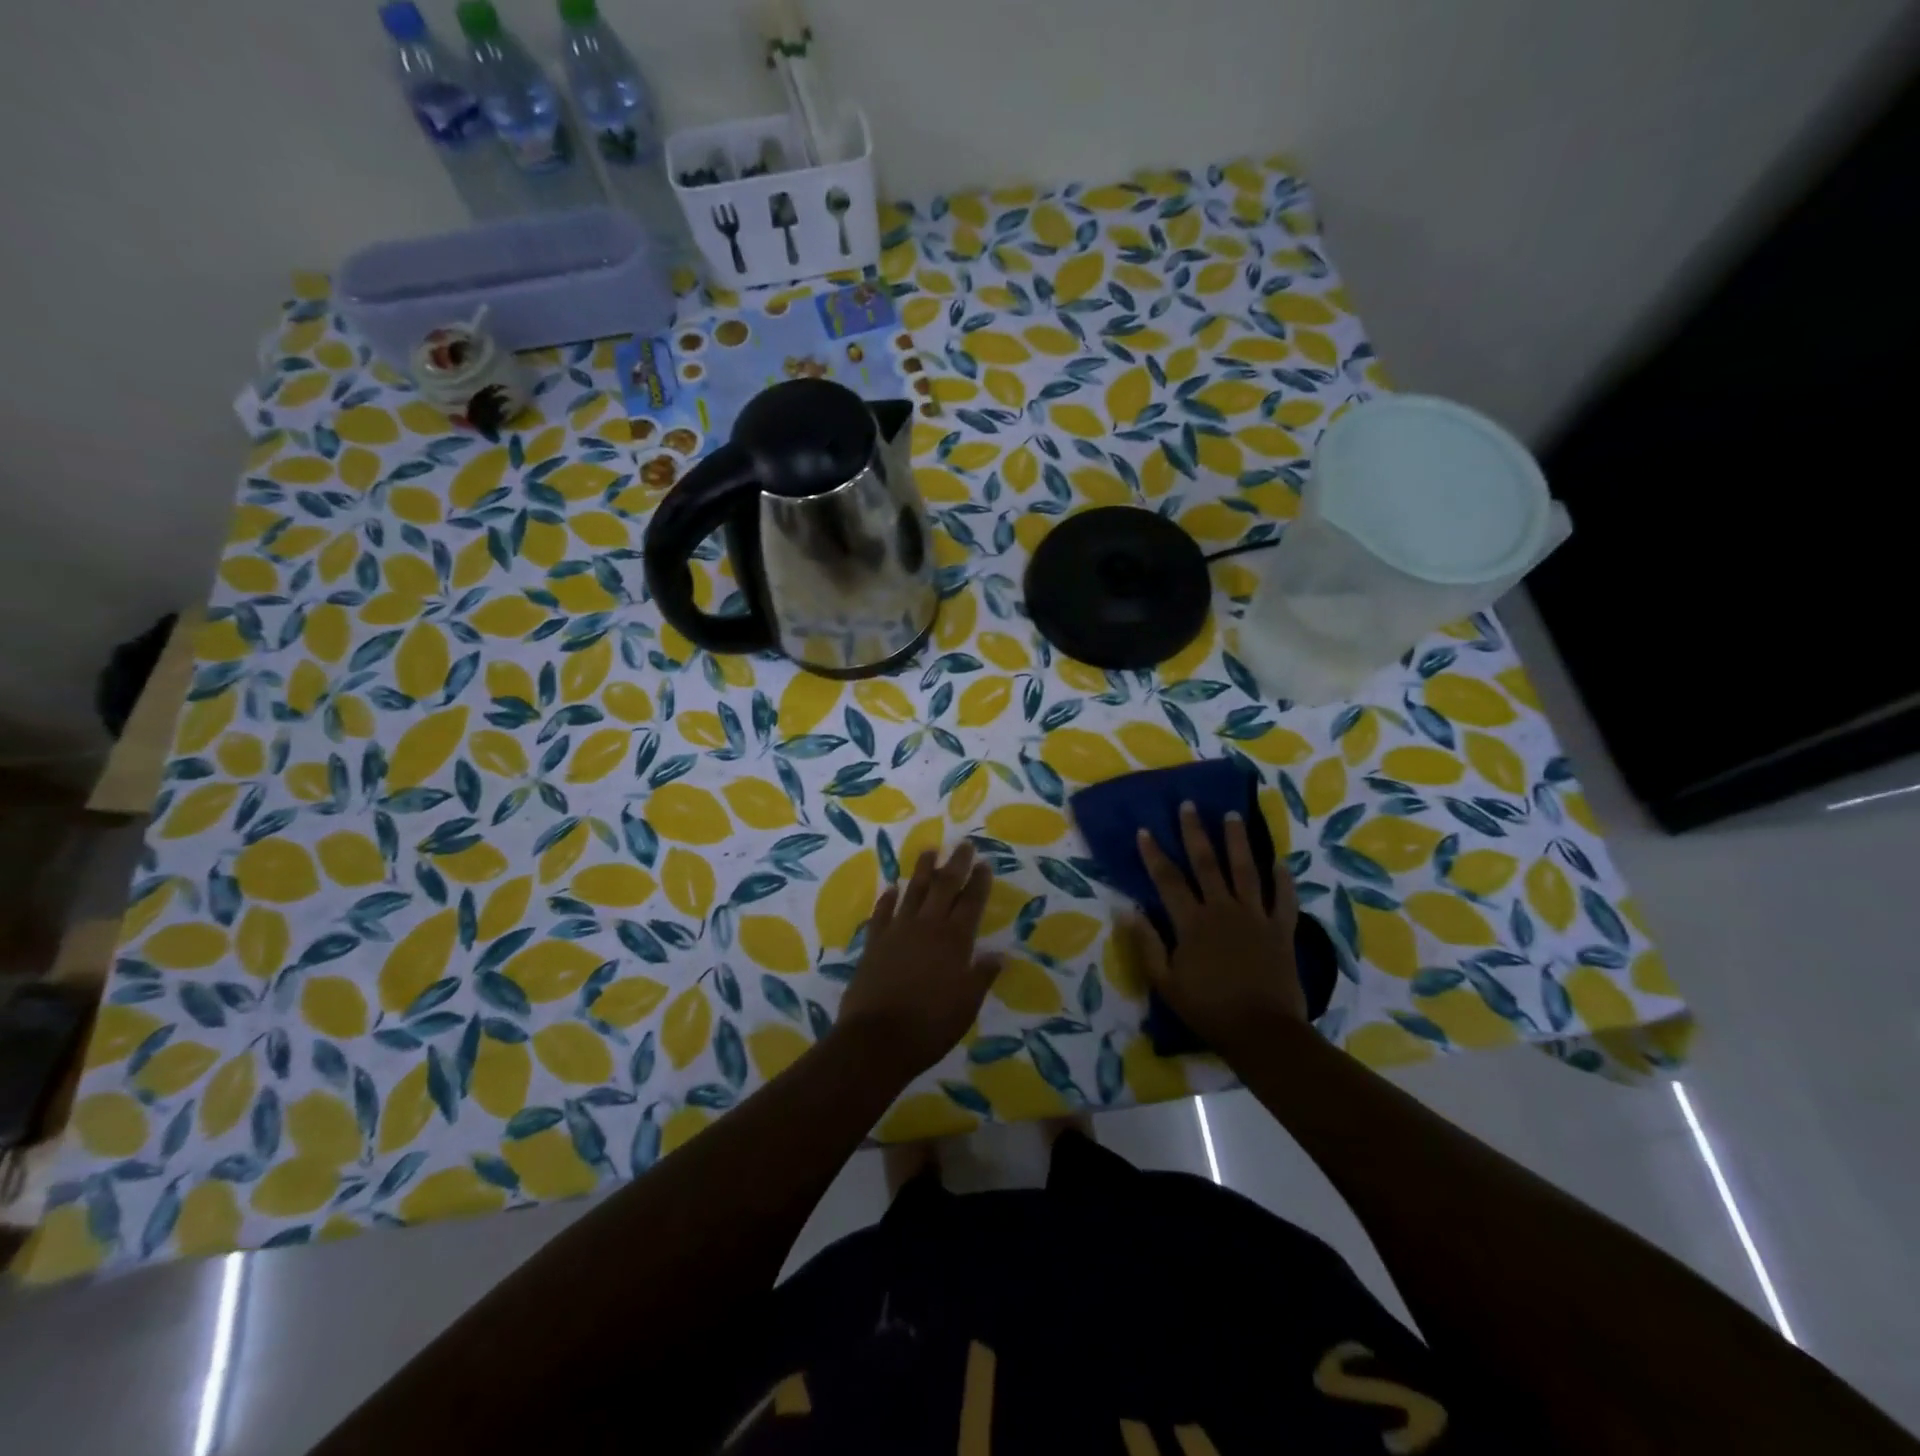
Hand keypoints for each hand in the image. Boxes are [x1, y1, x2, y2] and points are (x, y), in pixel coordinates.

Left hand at [835, 842, 1003, 1080]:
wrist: (877, 1039)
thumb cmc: (930, 1026)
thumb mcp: (967, 1006)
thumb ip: (982, 976)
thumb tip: (1000, 955)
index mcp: (955, 941)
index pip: (971, 903)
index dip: (979, 882)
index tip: (985, 863)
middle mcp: (927, 927)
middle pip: (944, 887)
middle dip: (956, 864)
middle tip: (964, 845)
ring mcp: (898, 931)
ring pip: (913, 892)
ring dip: (923, 870)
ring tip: (929, 850)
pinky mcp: (874, 943)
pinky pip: (882, 913)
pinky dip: (888, 899)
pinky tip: (892, 888)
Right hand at [1126, 802, 1305, 1054]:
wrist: (1262, 1032)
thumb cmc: (1208, 1008)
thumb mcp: (1165, 981)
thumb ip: (1146, 943)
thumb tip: (1125, 908)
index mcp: (1192, 922)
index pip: (1168, 879)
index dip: (1155, 854)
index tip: (1145, 830)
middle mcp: (1223, 909)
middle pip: (1207, 863)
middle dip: (1195, 832)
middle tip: (1189, 804)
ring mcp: (1255, 917)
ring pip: (1245, 870)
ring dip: (1237, 840)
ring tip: (1232, 814)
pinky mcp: (1281, 930)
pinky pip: (1283, 898)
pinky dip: (1282, 878)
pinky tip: (1279, 860)